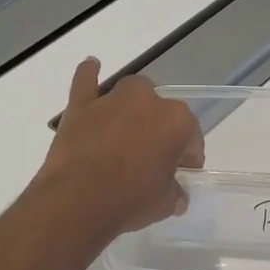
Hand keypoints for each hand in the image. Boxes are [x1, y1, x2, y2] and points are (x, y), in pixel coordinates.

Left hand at [36, 59, 204, 236]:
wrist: (79, 200)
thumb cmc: (130, 200)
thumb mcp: (164, 204)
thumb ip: (174, 192)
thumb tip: (177, 195)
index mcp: (176, 122)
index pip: (191, 135)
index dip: (188, 155)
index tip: (182, 171)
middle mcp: (147, 101)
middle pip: (162, 109)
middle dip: (160, 128)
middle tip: (152, 155)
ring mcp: (112, 99)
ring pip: (130, 91)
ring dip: (133, 104)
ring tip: (127, 127)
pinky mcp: (81, 105)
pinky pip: (86, 80)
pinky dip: (89, 73)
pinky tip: (91, 66)